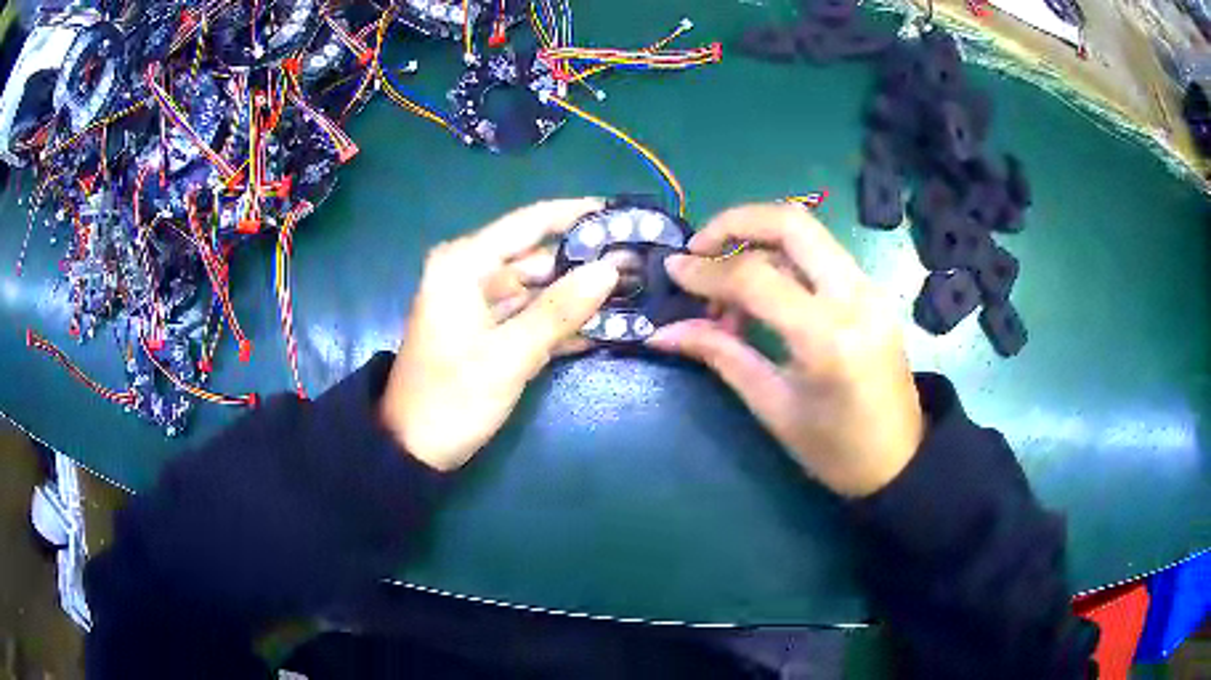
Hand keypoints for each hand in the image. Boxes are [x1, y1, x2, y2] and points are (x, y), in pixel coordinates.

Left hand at [381, 199, 618, 471]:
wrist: (413, 448)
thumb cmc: (452, 397)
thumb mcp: (508, 355)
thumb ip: (559, 310)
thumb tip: (610, 269)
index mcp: (465, 264)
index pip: (529, 222)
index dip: (577, 214)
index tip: (622, 214)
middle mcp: (472, 273)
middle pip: (537, 256)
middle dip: (585, 263)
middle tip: (639, 267)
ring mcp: (480, 304)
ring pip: (538, 288)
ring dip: (578, 296)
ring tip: (632, 294)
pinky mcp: (488, 331)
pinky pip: (530, 316)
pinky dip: (560, 323)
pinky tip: (604, 327)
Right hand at [646, 204, 923, 496]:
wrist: (901, 460)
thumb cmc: (835, 451)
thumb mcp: (773, 407)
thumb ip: (720, 355)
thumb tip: (662, 333)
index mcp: (828, 338)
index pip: (756, 276)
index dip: (706, 270)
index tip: (673, 270)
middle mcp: (855, 298)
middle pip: (790, 223)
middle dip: (735, 222)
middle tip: (699, 249)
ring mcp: (870, 289)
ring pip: (807, 233)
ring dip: (758, 242)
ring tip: (727, 288)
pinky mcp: (873, 292)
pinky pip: (821, 255)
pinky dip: (782, 259)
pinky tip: (762, 293)